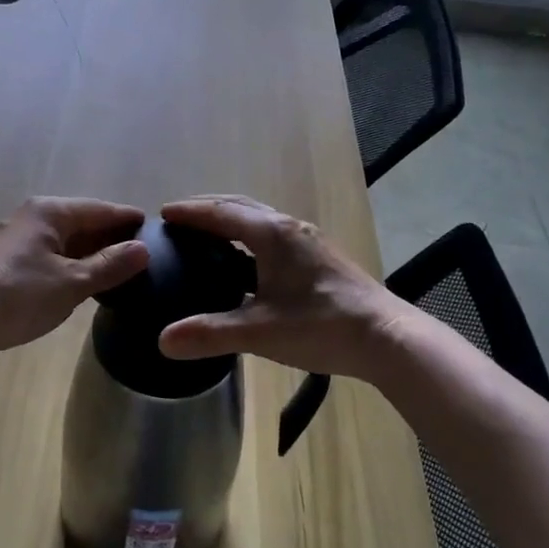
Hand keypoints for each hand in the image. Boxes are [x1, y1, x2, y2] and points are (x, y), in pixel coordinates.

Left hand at [0, 198, 149, 363]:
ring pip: (65, 243)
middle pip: (82, 223)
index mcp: (50, 212)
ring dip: (91, 255)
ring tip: (121, 273)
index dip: (127, 219)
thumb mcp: (72, 283)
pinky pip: (50, 258)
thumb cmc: (19, 297)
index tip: (155, 229)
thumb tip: (143, 249)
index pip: (100, 209)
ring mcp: (16, 242)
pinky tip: (85, 285)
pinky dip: (71, 267)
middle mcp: (32, 218)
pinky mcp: (7, 265)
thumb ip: (110, 265)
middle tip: (144, 256)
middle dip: (111, 238)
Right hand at [155, 196, 414, 383]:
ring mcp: (308, 242)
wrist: (386, 337)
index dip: (190, 212)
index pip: (221, 214)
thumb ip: (210, 334)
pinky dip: (249, 236)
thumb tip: (162, 341)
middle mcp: (289, 228)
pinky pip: (273, 234)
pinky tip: (246, 262)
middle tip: (180, 217)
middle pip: (241, 206)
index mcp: (272, 235)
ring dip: (231, 220)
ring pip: (261, 219)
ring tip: (207, 235)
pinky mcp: (319, 257)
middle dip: (209, 208)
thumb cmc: (321, 326)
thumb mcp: (260, 332)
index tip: (162, 212)